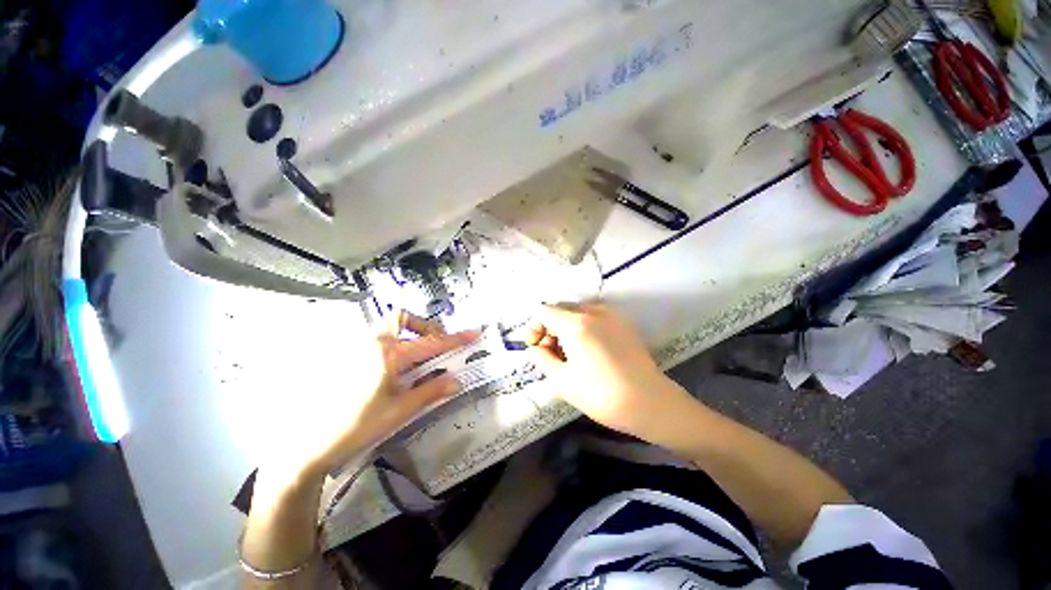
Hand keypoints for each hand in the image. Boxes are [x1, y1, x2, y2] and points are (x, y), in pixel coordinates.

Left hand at [260, 311, 477, 480]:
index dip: (455, 339)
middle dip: (426, 328)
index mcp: (388, 355)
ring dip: (410, 334)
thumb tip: (457, 380)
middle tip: (438, 346)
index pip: (431, 343)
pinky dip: (395, 344)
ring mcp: (358, 348)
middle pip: (404, 320)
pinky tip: (396, 367)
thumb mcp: (399, 411)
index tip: (474, 333)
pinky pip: (378, 339)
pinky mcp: (348, 356)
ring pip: (390, 327)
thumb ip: (430, 391)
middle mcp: (373, 344)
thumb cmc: (356, 426)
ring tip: (419, 357)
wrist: (307, 443)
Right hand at [527, 303, 688, 437]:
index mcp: (575, 323)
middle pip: (560, 308)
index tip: (536, 347)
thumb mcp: (561, 380)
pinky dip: (583, 326)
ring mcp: (610, 314)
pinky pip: (594, 315)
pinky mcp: (622, 322)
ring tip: (570, 353)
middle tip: (551, 353)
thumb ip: (541, 358)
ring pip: (577, 311)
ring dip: (566, 326)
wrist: (649, 403)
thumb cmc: (601, 395)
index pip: (544, 311)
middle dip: (550, 327)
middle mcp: (592, 311)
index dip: (535, 328)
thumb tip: (534, 347)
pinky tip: (588, 349)